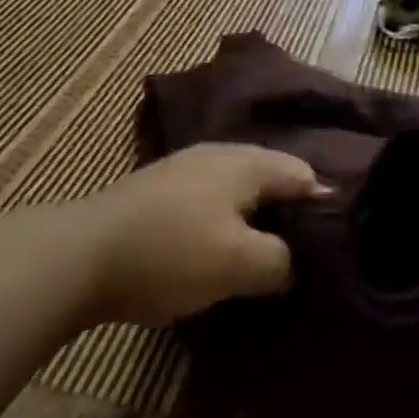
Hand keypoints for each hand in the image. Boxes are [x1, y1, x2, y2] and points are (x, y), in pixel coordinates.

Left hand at [74, 144, 326, 326]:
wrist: (80, 255)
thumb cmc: (170, 253)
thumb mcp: (238, 263)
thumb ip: (280, 260)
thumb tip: (294, 261)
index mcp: (247, 163)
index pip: (303, 174)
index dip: (325, 205)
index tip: (338, 243)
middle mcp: (221, 154)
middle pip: (272, 178)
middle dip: (290, 213)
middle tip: (307, 254)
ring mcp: (187, 168)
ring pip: (240, 191)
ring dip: (257, 220)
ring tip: (269, 257)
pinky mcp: (162, 191)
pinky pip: (212, 201)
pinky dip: (227, 222)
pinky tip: (222, 250)